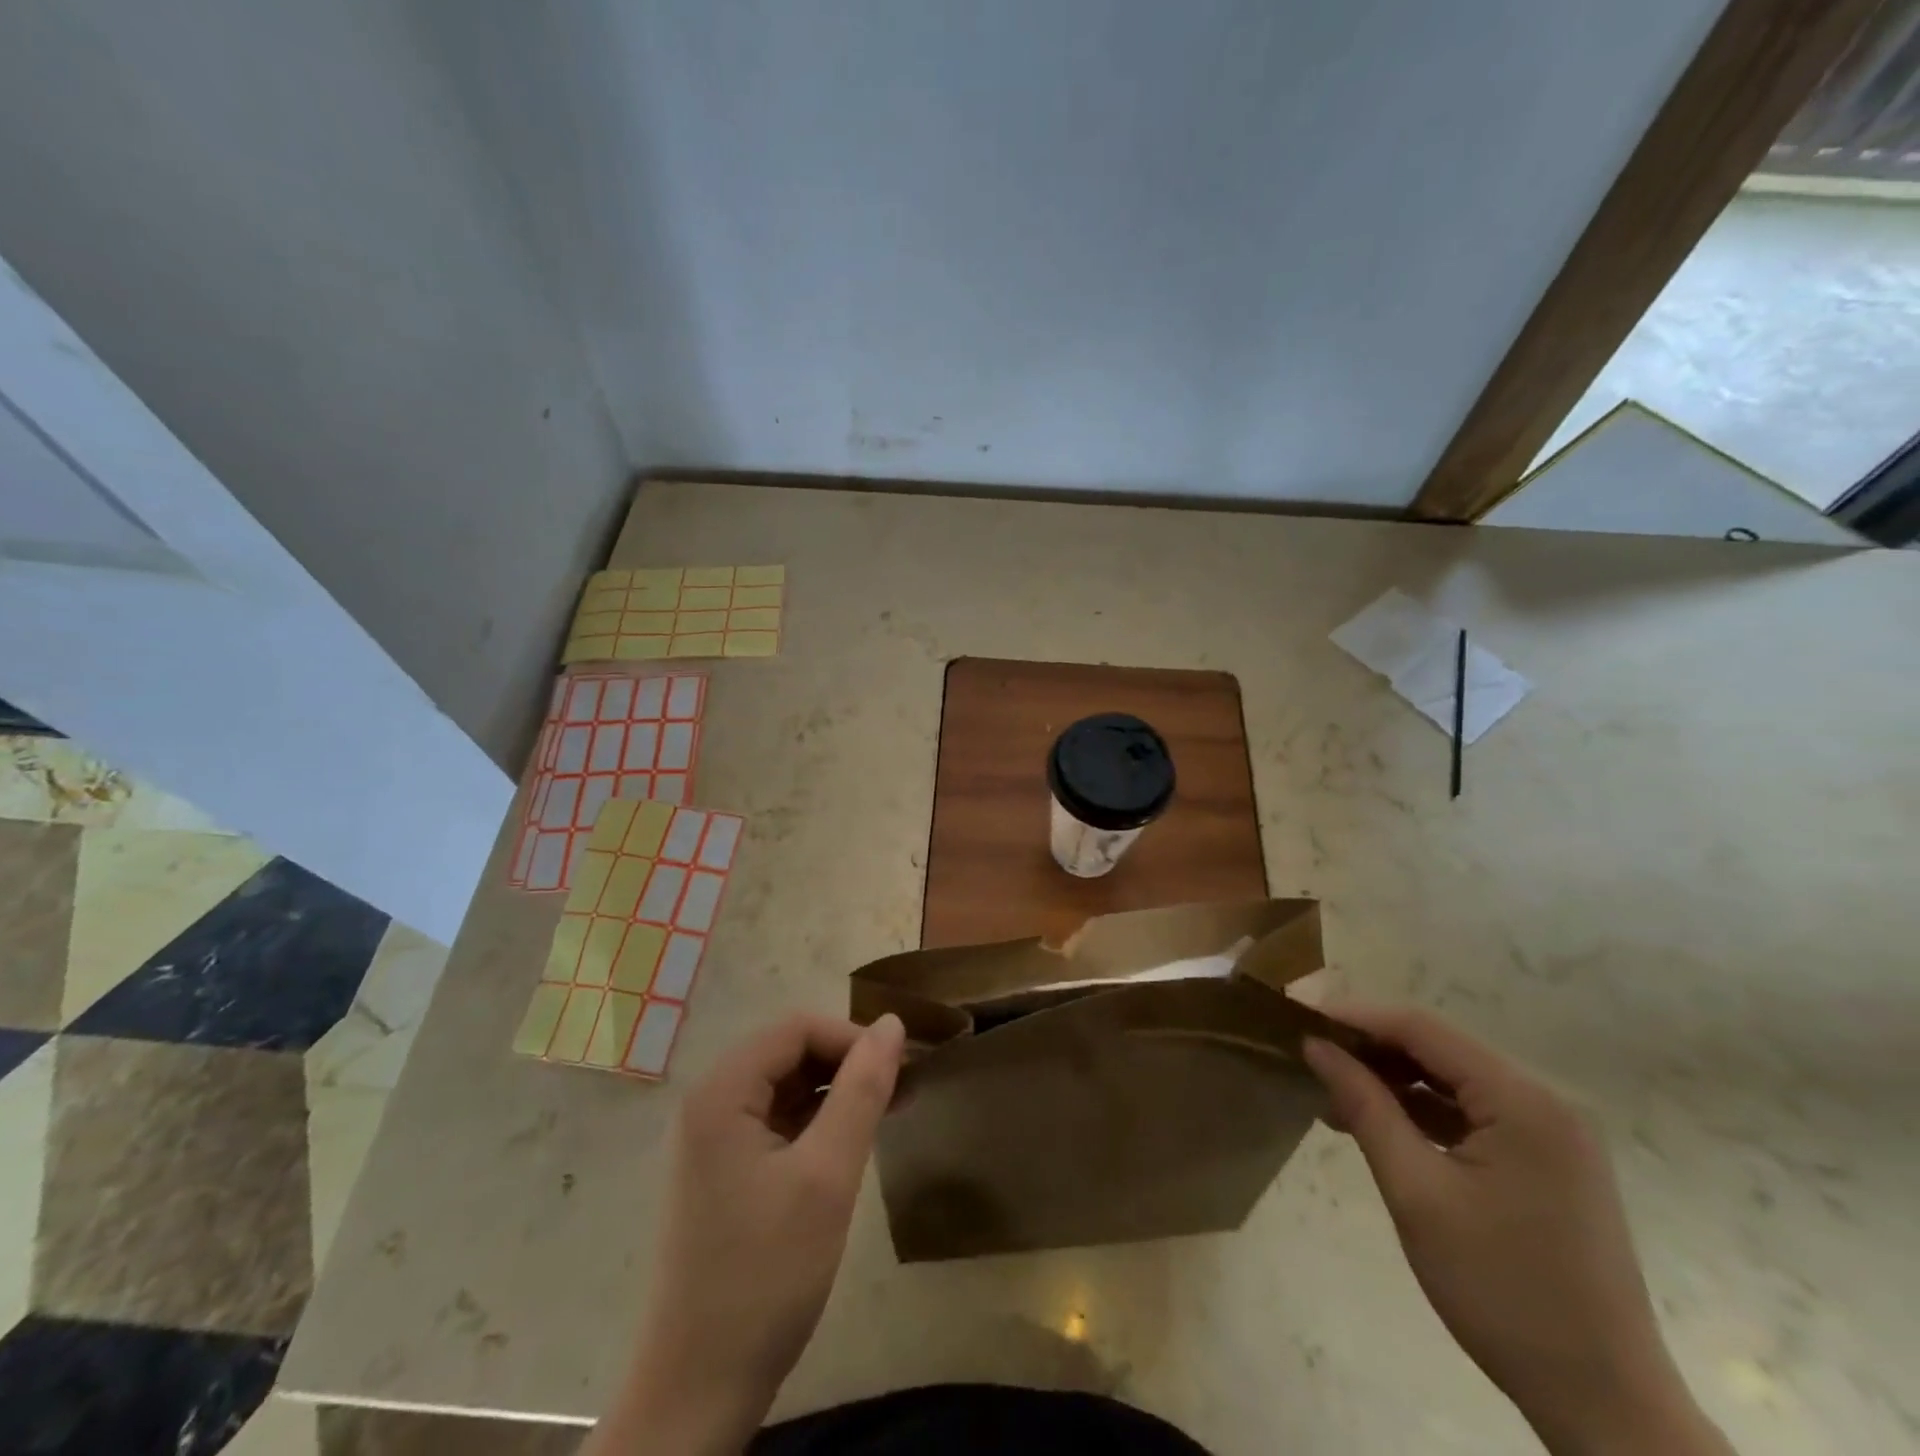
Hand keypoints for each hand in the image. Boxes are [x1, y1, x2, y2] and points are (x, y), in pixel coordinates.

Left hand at [588, 1012, 905, 1455]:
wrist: (696, 1393)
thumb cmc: (765, 1276)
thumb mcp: (827, 1176)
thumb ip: (861, 1090)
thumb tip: (892, 1024)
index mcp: (721, 1092)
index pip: (797, 1028)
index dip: (853, 1037)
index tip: (903, 1067)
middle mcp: (710, 1103)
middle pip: (789, 1052)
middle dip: (848, 1062)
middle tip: (904, 1089)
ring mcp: (712, 1139)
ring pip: (786, 1086)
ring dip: (837, 1091)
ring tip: (889, 1111)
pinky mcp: (723, 1171)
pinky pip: (776, 1122)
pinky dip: (818, 1122)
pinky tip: (851, 1143)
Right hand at [1305, 1006, 1730, 1455]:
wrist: (1606, 1407)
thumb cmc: (1502, 1291)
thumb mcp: (1417, 1193)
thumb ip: (1365, 1107)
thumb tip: (1315, 1046)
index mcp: (1523, 1101)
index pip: (1422, 1028)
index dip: (1354, 1016)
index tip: (1297, 1020)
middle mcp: (1545, 1102)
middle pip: (1439, 1050)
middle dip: (1370, 1050)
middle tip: (1308, 1059)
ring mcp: (1552, 1135)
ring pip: (1453, 1081)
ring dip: (1393, 1083)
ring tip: (1331, 1097)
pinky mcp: (1548, 1163)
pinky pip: (1473, 1115)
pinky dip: (1424, 1113)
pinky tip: (1380, 1127)